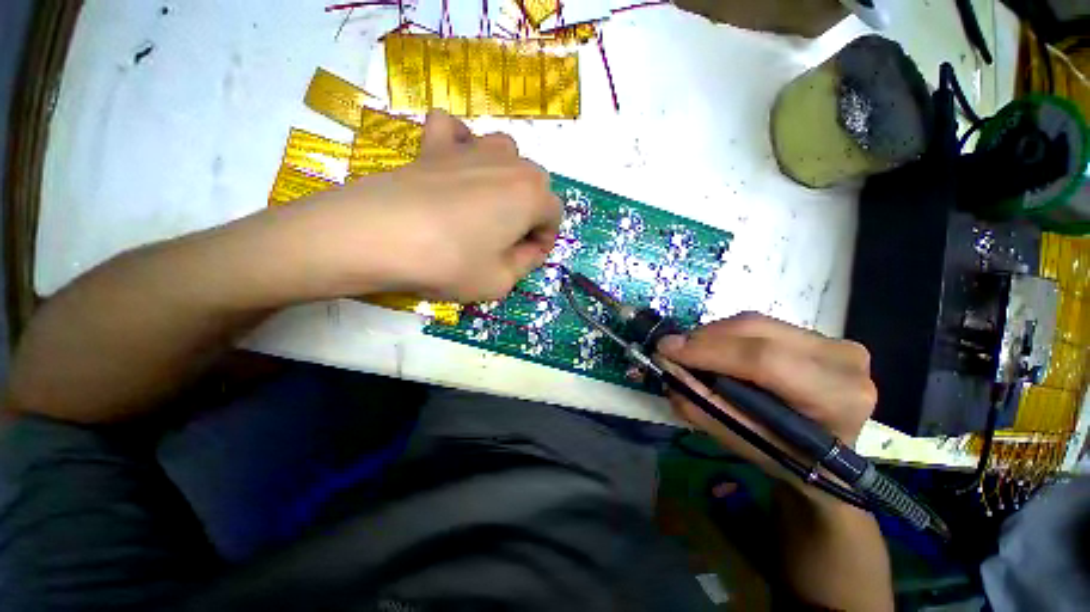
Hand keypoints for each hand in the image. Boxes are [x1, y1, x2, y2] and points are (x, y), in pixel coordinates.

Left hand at [278, 110, 560, 302]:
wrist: (377, 236)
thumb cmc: (450, 262)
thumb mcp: (501, 281)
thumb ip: (526, 263)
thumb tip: (530, 249)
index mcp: (531, 196)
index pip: (554, 215)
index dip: (545, 240)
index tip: (528, 257)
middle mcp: (509, 163)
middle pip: (536, 183)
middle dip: (531, 211)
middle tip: (508, 238)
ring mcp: (469, 148)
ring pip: (506, 152)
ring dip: (506, 177)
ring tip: (488, 203)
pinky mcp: (433, 145)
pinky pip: (455, 130)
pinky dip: (460, 143)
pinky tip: (455, 164)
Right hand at [656, 313, 876, 484]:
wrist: (832, 459)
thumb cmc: (789, 459)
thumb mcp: (744, 442)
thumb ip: (703, 405)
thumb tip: (667, 368)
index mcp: (836, 397)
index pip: (764, 360)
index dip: (709, 351)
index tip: (666, 349)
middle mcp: (842, 359)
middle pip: (755, 330)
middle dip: (704, 338)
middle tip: (673, 350)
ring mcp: (833, 342)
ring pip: (754, 322)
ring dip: (712, 335)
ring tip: (691, 352)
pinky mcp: (818, 334)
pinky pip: (758, 324)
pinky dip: (727, 334)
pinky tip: (715, 350)